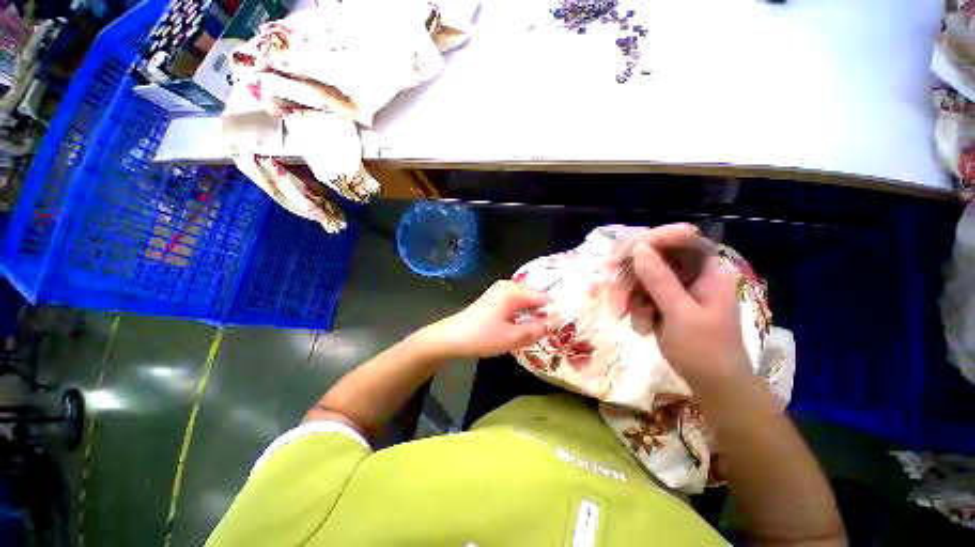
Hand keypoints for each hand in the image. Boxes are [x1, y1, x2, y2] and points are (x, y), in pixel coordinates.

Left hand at [428, 281, 550, 358]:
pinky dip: (521, 315)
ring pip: (525, 302)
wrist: (452, 337)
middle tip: (548, 333)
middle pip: (534, 297)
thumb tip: (555, 324)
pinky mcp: (495, 299)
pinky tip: (521, 328)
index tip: (559, 328)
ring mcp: (500, 291)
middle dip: (542, 314)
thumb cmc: (483, 336)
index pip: (543, 298)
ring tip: (536, 332)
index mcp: (514, 291)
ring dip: (531, 316)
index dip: (552, 312)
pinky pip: (516, 304)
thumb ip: (537, 330)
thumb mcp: (513, 337)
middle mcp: (508, 286)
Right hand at [629, 239, 752, 392]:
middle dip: (631, 278)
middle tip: (615, 296)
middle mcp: (692, 273)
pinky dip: (635, 308)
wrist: (712, 385)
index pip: (681, 239)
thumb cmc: (705, 350)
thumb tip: (638, 247)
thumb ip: (659, 279)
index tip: (623, 254)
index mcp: (708, 269)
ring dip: (629, 297)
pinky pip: (641, 293)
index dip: (653, 240)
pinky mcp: (665, 300)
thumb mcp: (680, 313)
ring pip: (642, 277)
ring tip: (625, 316)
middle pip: (653, 258)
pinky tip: (641, 326)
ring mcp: (676, 287)